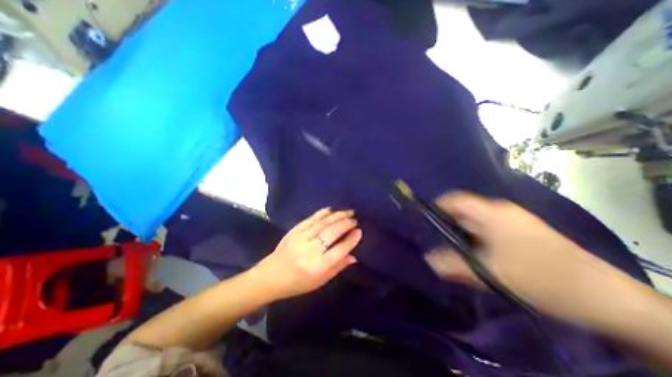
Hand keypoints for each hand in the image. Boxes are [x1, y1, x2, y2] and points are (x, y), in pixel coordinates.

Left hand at [249, 206, 362, 299]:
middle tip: (354, 219)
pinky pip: (311, 219)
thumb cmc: (298, 283)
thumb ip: (337, 267)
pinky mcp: (294, 231)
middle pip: (332, 233)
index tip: (359, 231)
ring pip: (323, 223)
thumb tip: (354, 256)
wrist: (271, 276)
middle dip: (346, 224)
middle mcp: (310, 251)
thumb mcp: (320, 281)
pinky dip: (322, 213)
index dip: (351, 239)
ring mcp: (301, 238)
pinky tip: (331, 210)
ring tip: (348, 212)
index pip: (340, 250)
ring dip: (337, 215)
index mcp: (318, 267)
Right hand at [425, 194, 639, 322]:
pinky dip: (474, 237)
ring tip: (452, 249)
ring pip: (474, 220)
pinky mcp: (520, 230)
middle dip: (447, 223)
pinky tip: (474, 253)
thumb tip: (428, 259)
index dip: (437, 206)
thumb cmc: (541, 278)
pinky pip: (486, 228)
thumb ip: (454, 265)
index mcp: (493, 213)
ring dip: (461, 232)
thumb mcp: (490, 274)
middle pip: (463, 210)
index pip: (455, 199)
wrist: (605, 298)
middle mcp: (500, 210)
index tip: (423, 221)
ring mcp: (512, 219)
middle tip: (434, 240)